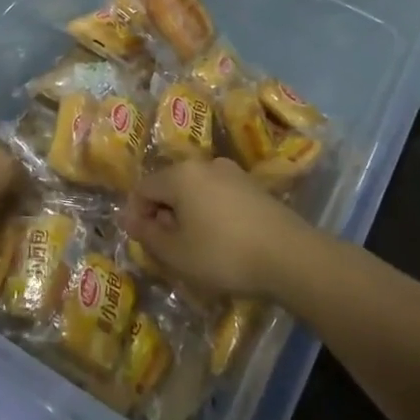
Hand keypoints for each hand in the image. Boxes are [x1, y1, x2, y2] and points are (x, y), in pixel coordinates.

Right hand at [124, 158, 309, 298]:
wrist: (289, 255)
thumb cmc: (223, 253)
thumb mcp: (176, 253)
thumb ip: (148, 234)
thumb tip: (130, 219)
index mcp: (180, 174)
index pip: (143, 188)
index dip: (135, 214)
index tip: (140, 242)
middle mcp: (205, 164)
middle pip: (170, 185)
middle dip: (162, 214)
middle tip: (166, 248)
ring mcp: (232, 173)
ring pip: (195, 191)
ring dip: (187, 214)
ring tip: (193, 247)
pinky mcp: (253, 187)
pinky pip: (218, 196)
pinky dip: (210, 214)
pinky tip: (221, 241)